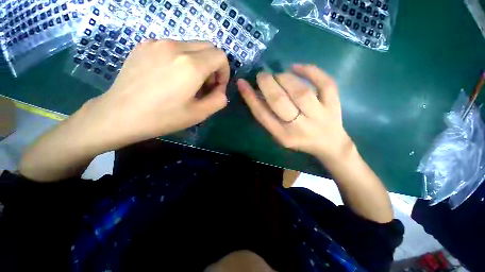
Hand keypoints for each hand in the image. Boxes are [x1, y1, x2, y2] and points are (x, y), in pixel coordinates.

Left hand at [83, 40, 229, 148]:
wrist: (120, 115)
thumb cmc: (163, 117)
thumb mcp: (199, 114)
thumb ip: (218, 100)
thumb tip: (221, 90)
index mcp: (191, 65)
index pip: (220, 56)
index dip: (224, 72)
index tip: (216, 87)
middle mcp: (176, 47)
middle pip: (208, 47)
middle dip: (213, 66)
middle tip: (204, 85)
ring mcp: (158, 43)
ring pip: (192, 46)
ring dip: (198, 62)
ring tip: (187, 81)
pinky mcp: (145, 45)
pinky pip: (173, 46)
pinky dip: (181, 58)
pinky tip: (170, 75)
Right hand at [237, 64, 352, 162]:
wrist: (329, 144)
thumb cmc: (299, 139)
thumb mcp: (279, 135)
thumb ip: (268, 117)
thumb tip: (256, 94)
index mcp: (283, 136)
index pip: (262, 114)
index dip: (250, 97)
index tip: (242, 83)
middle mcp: (300, 127)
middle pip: (280, 101)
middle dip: (267, 84)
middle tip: (262, 75)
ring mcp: (319, 115)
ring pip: (300, 91)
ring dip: (284, 78)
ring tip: (277, 75)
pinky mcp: (333, 104)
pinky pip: (324, 83)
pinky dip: (310, 70)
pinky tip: (296, 67)